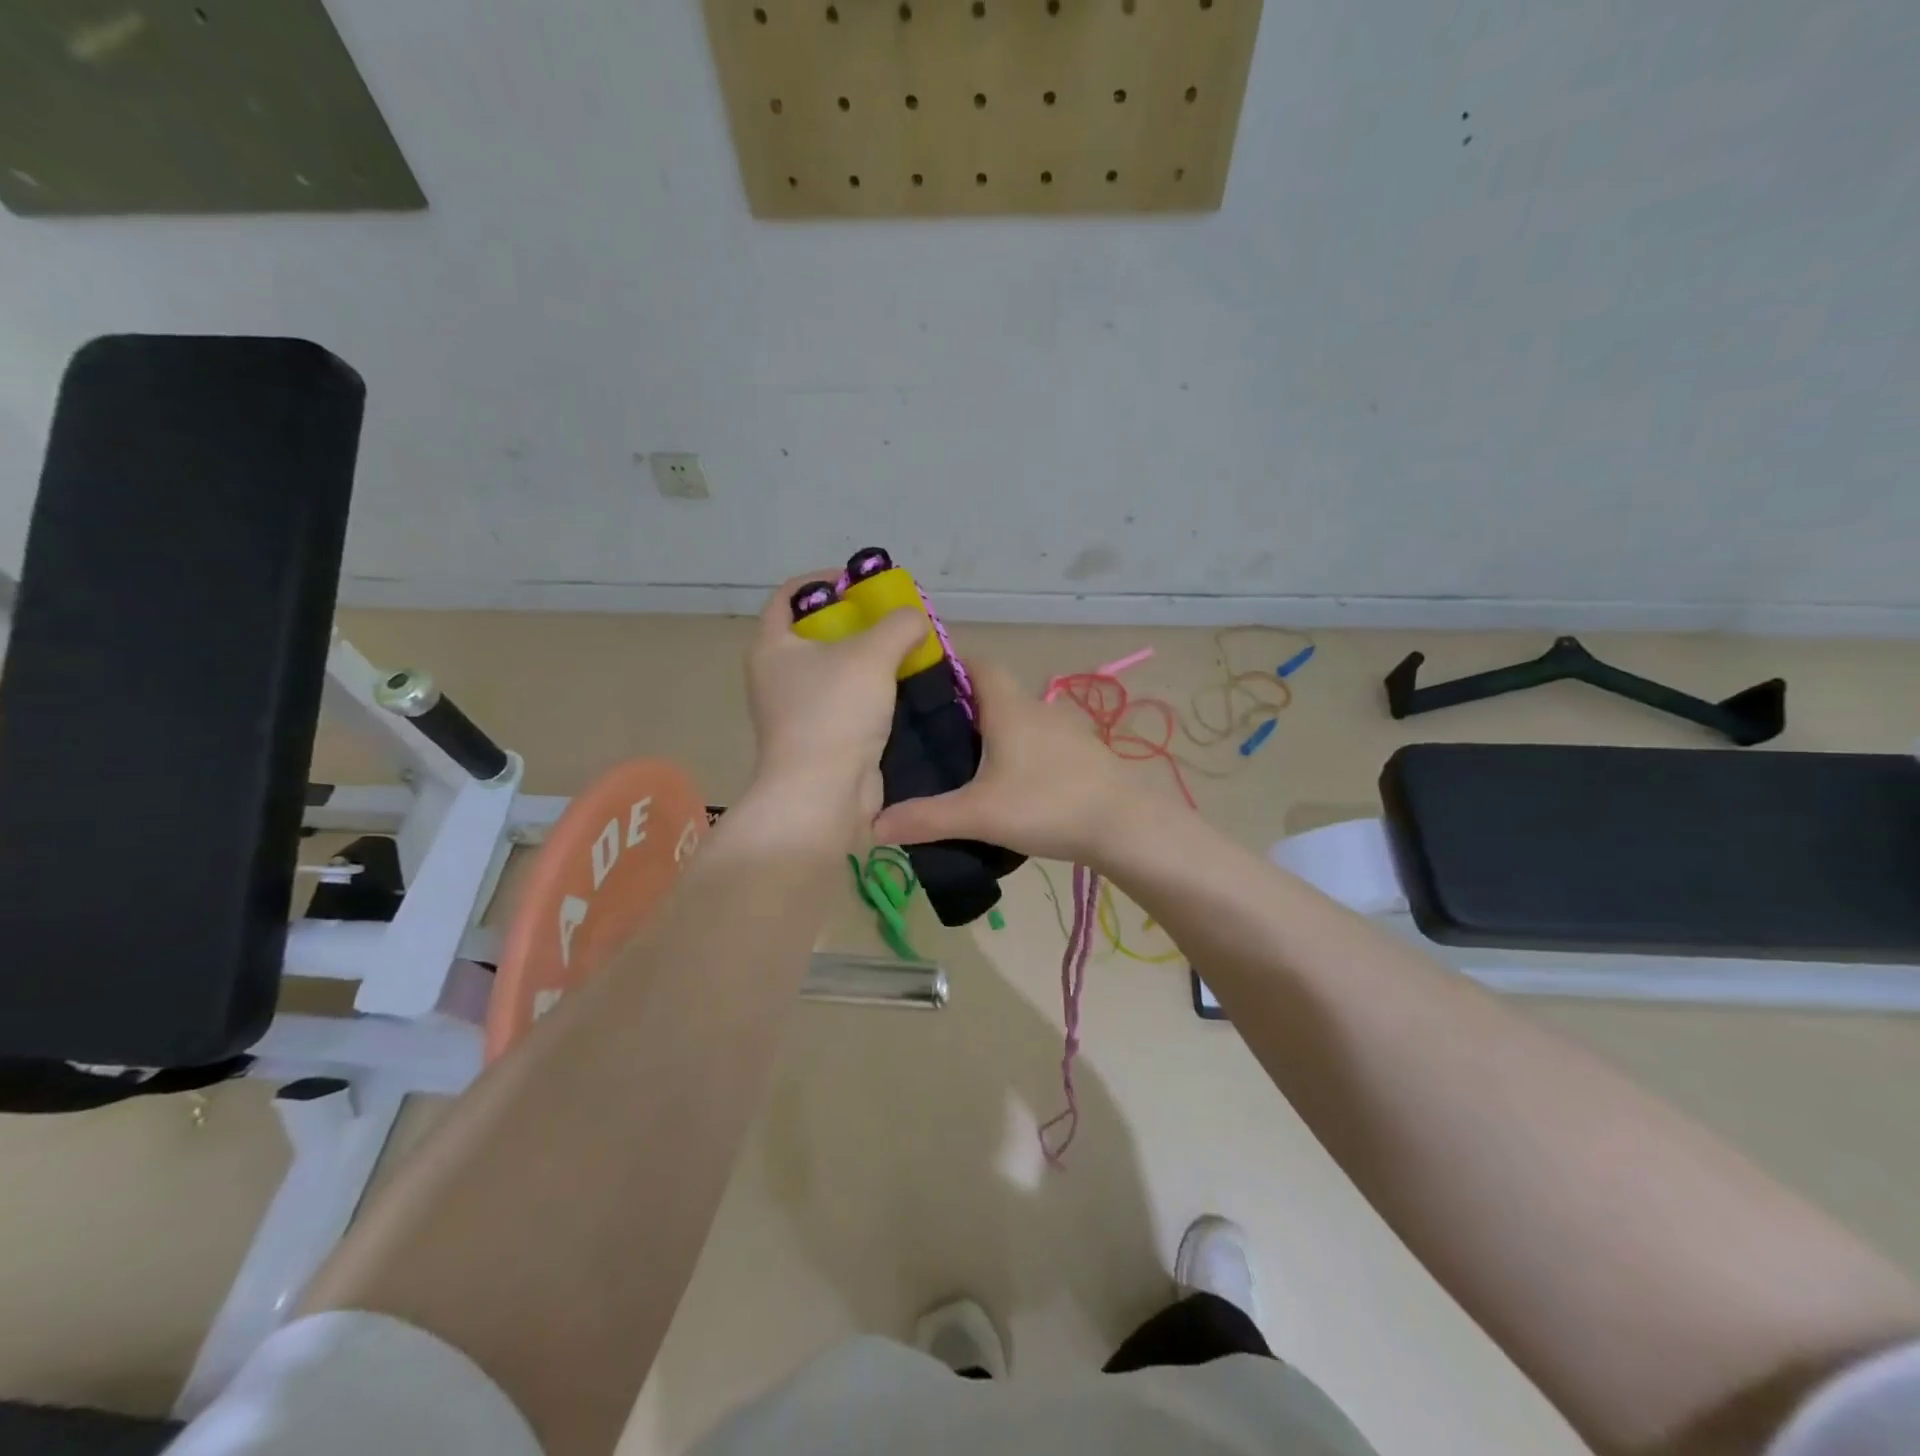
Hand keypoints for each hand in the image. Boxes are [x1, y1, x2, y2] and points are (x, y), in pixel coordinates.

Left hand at [745, 572, 929, 826]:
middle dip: (857, 623)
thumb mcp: (872, 654)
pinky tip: (904, 692)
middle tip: (894, 621)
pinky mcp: (821, 740)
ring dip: (869, 661)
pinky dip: (873, 695)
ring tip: (908, 653)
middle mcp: (778, 677)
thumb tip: (915, 618)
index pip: (789, 596)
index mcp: (772, 647)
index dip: (824, 581)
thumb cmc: (835, 713)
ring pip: (836, 672)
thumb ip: (899, 625)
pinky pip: (848, 704)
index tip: (862, 583)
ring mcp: (798, 712)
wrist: (822, 794)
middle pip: (817, 634)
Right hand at [872, 660, 1151, 865]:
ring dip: (993, 732)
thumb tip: (873, 825)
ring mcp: (1066, 731)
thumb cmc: (1048, 805)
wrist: (1126, 826)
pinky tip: (1010, 785)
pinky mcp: (1083, 755)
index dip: (949, 664)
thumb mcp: (979, 814)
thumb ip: (925, 819)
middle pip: (994, 693)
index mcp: (1009, 707)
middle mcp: (1037, 708)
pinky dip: (1019, 752)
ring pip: (1019, 719)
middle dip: (963, 706)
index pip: (977, 663)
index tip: (920, 683)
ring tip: (964, 763)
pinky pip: (1040, 742)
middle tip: (929, 734)